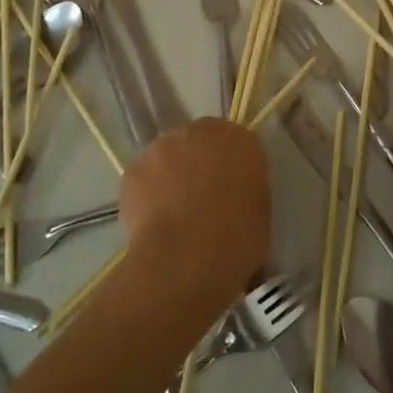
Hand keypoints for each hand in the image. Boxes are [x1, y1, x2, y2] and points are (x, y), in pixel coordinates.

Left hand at [118, 117, 270, 323]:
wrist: (186, 260)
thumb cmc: (237, 240)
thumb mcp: (260, 210)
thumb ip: (246, 186)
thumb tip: (232, 190)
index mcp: (237, 139)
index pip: (235, 139)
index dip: (229, 163)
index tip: (229, 186)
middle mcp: (198, 133)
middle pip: (197, 141)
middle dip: (197, 162)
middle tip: (200, 198)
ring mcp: (161, 148)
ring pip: (166, 157)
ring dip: (170, 176)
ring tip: (172, 213)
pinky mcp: (132, 169)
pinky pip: (143, 177)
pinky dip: (146, 193)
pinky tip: (153, 221)